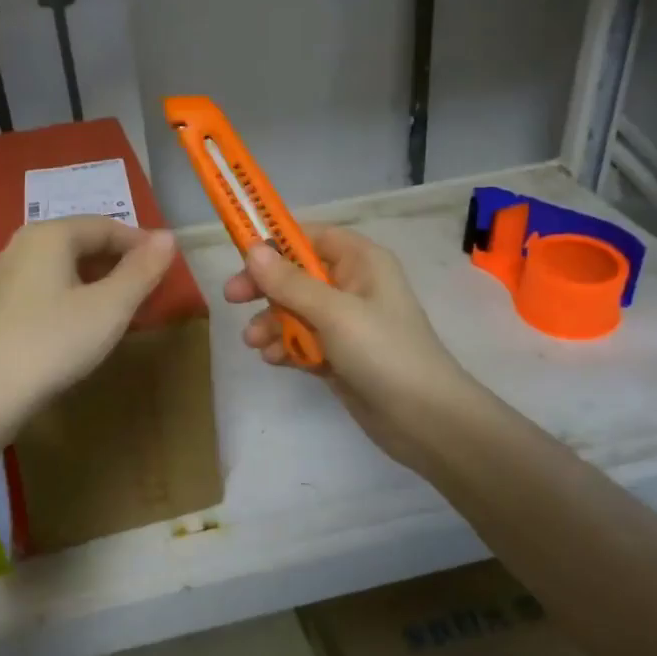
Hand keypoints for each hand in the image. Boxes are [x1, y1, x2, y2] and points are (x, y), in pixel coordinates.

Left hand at [0, 215, 176, 422]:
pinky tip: (76, 327)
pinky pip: (39, 290)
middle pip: (78, 243)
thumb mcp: (109, 308)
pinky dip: (67, 298)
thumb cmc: (52, 343)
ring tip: (117, 310)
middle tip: (146, 290)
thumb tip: (167, 236)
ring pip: (58, 268)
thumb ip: (141, 271)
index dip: (140, 243)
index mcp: (48, 235)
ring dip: (92, 282)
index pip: (105, 225)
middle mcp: (19, 246)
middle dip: (116, 263)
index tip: (166, 267)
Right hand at [224, 225, 479, 478]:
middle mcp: (353, 286)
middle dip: (266, 287)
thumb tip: (252, 249)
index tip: (242, 254)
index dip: (277, 241)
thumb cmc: (383, 351)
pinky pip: (303, 340)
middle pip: (297, 274)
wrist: (424, 419)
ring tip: (254, 342)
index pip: (312, 236)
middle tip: (232, 297)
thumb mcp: (333, 312)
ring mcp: (346, 323)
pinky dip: (286, 346)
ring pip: (295, 310)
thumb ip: (290, 282)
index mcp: (361, 262)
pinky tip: (273, 359)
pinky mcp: (339, 355)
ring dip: (271, 322)